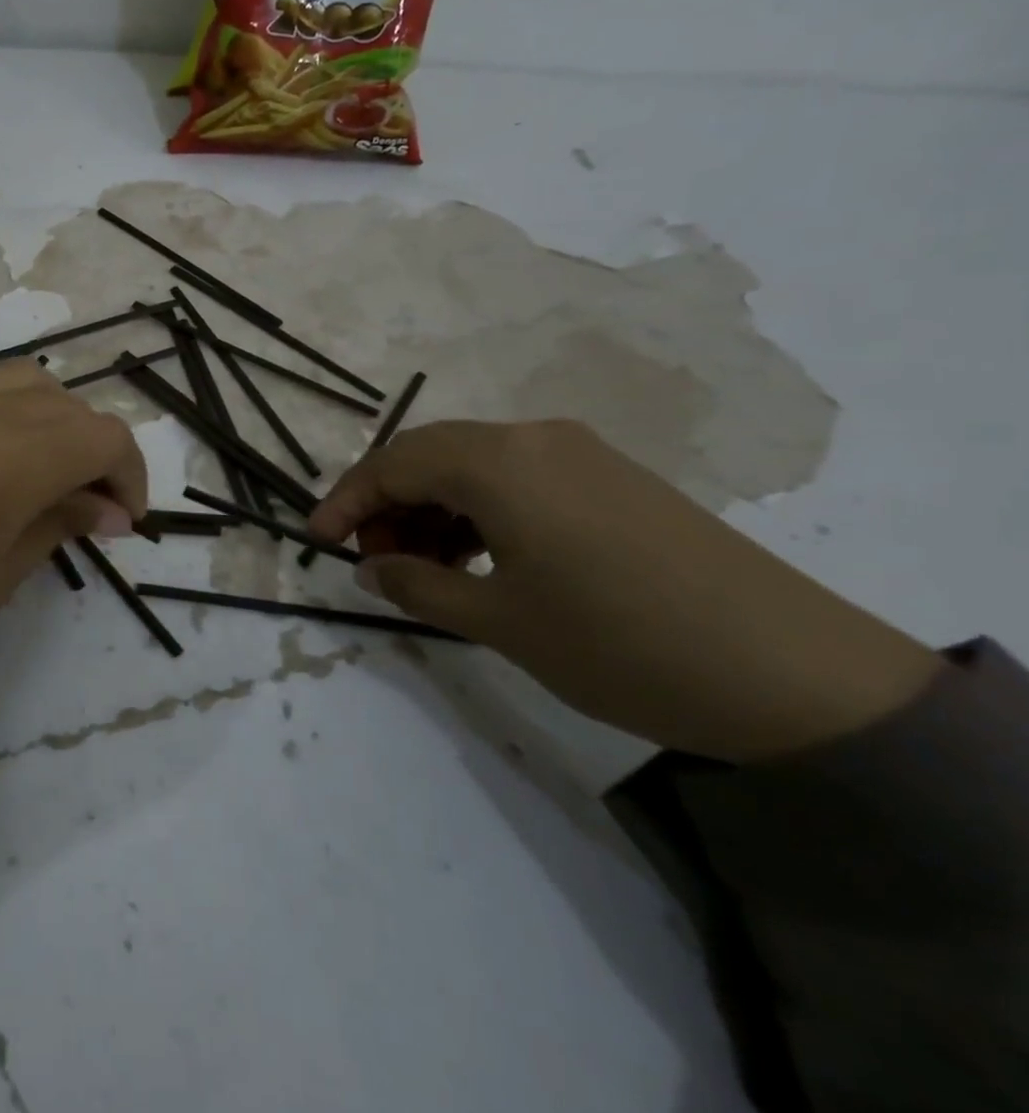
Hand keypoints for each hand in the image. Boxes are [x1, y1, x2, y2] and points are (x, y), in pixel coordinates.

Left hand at [0, 354, 147, 715]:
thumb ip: (59, 524)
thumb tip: (110, 509)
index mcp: (12, 458)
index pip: (104, 437)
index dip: (129, 476)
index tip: (123, 523)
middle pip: (68, 406)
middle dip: (94, 452)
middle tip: (88, 510)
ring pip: (22, 378)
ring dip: (51, 418)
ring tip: (43, 469)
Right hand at [309, 419, 941, 762]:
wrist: (796, 674)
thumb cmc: (619, 643)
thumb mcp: (499, 622)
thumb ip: (418, 587)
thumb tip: (370, 569)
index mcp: (498, 462)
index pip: (392, 464)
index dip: (345, 501)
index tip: (316, 541)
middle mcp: (533, 438)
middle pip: (429, 454)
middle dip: (387, 504)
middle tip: (375, 562)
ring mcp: (579, 452)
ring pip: (473, 464)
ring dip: (434, 507)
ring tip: (427, 567)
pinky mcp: (613, 476)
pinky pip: (518, 476)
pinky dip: (480, 508)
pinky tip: (483, 556)